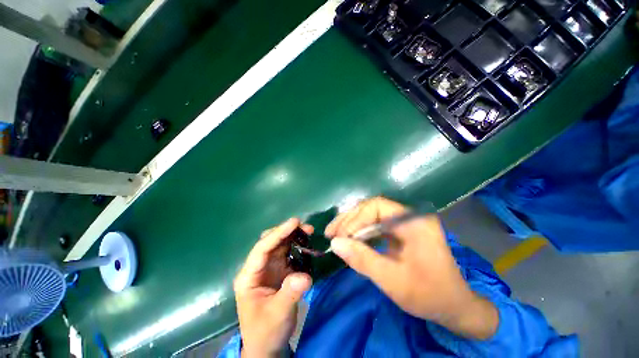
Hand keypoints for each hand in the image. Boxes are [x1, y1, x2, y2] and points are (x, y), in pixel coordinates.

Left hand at [234, 218, 312, 356]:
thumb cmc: (266, 332)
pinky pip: (289, 253)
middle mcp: (258, 267)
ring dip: (294, 236)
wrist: (268, 346)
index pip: (262, 248)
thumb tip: (305, 275)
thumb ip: (290, 294)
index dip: (278, 233)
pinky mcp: (280, 271)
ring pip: (280, 244)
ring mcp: (269, 268)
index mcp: (249, 276)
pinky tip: (307, 246)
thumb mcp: (277, 315)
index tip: (295, 222)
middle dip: (287, 232)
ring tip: (309, 233)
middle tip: (306, 228)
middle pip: (271, 242)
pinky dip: (298, 247)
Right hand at [325, 197, 497, 339]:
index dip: (355, 219)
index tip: (340, 237)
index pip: (377, 207)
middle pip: (372, 208)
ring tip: (334, 235)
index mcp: (414, 222)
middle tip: (330, 233)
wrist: (454, 306)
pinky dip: (361, 232)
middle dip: (349, 220)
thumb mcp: (393, 281)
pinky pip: (376, 225)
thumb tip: (334, 244)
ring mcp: (405, 223)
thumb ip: (363, 260)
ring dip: (352, 224)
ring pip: (371, 215)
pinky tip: (350, 240)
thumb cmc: (429, 295)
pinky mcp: (401, 231)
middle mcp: (409, 216)